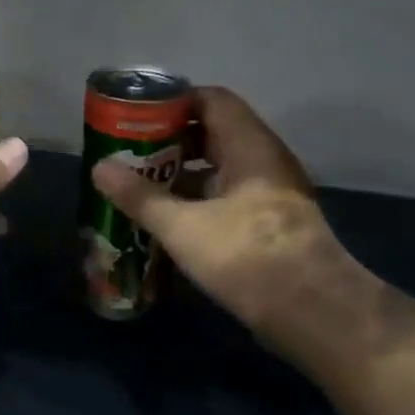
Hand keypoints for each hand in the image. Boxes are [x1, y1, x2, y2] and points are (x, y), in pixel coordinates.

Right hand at [91, 86, 345, 337]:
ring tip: (143, 183)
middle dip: (171, 139)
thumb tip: (99, 168)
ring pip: (222, 167)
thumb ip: (140, 196)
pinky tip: (171, 218)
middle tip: (131, 151)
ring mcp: (273, 193)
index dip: (174, 102)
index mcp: (250, 146)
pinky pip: (230, 195)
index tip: (137, 115)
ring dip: (184, 172)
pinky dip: (200, 198)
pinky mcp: (272, 223)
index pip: (212, 99)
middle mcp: (266, 160)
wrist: (315, 314)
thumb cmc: (247, 256)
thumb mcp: (182, 226)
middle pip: (215, 132)